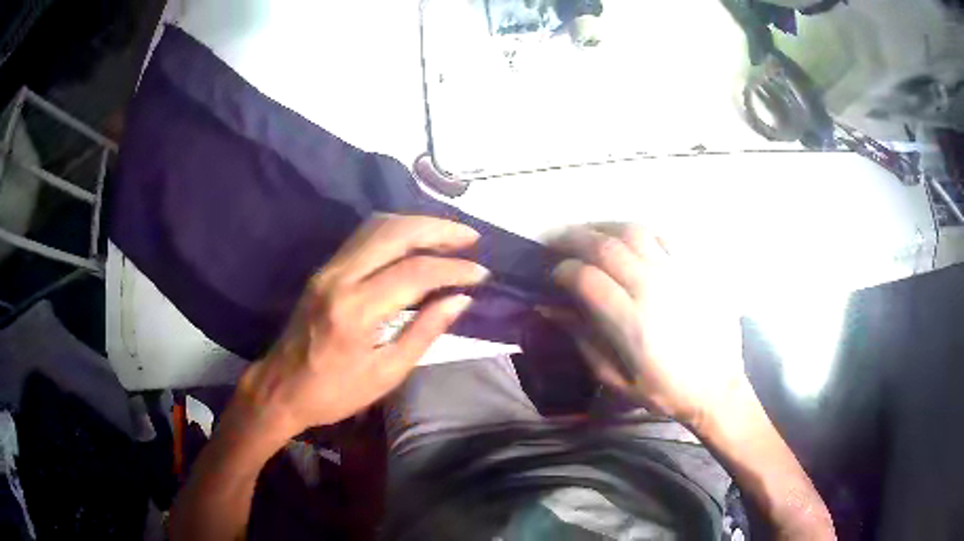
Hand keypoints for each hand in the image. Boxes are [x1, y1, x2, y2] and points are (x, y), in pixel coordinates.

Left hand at [236, 215, 487, 439]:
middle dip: (438, 229)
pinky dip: (395, 231)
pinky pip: (364, 236)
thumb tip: (460, 300)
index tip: (481, 273)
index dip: (453, 269)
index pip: (414, 272)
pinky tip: (414, 241)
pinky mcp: (324, 269)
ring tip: (448, 234)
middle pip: (395, 233)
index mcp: (356, 310)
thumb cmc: (334, 392)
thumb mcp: (386, 373)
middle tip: (470, 238)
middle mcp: (340, 277)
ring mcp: (328, 268)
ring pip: (377, 226)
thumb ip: (424, 332)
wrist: (280, 388)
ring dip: (416, 224)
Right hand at [549, 224, 745, 427]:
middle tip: (556, 242)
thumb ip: (583, 341)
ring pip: (634, 231)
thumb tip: (551, 308)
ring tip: (588, 233)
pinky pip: (664, 236)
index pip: (585, 278)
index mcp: (631, 322)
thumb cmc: (666, 391)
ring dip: (604, 227)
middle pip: (604, 246)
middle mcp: (653, 288)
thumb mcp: (617, 380)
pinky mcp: (696, 269)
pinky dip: (640, 232)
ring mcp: (678, 274)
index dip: (561, 271)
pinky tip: (629, 238)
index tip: (552, 275)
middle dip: (572, 238)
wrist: (718, 388)